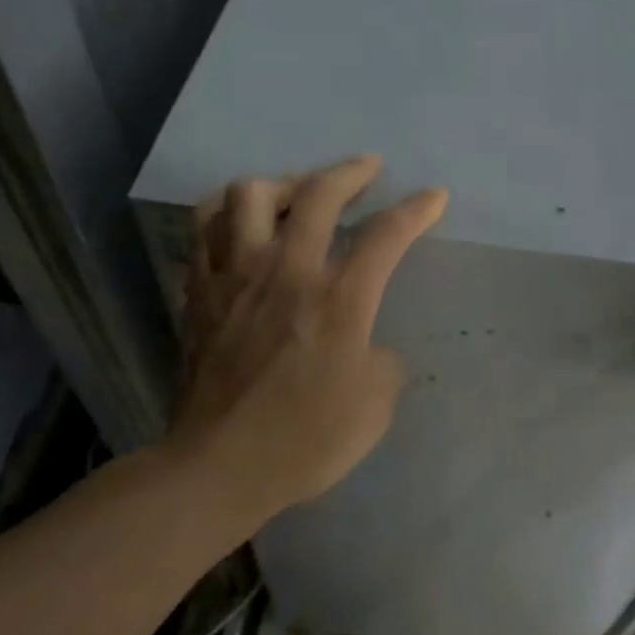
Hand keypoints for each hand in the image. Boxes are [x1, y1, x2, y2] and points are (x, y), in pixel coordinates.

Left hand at [169, 155, 447, 520]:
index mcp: (338, 299)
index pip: (385, 235)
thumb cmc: (305, 440)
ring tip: (295, 194)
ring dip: (280, 184)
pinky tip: (243, 225)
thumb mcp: (376, 407)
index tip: (434, 196)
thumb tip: (367, 343)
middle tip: (368, 169)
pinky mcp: (201, 291)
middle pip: (317, 193)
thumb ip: (382, 360)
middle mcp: (286, 271)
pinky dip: (229, 214)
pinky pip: (206, 228)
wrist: (219, 466)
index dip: (416, 209)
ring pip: (248, 195)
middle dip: (351, 172)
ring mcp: (236, 276)